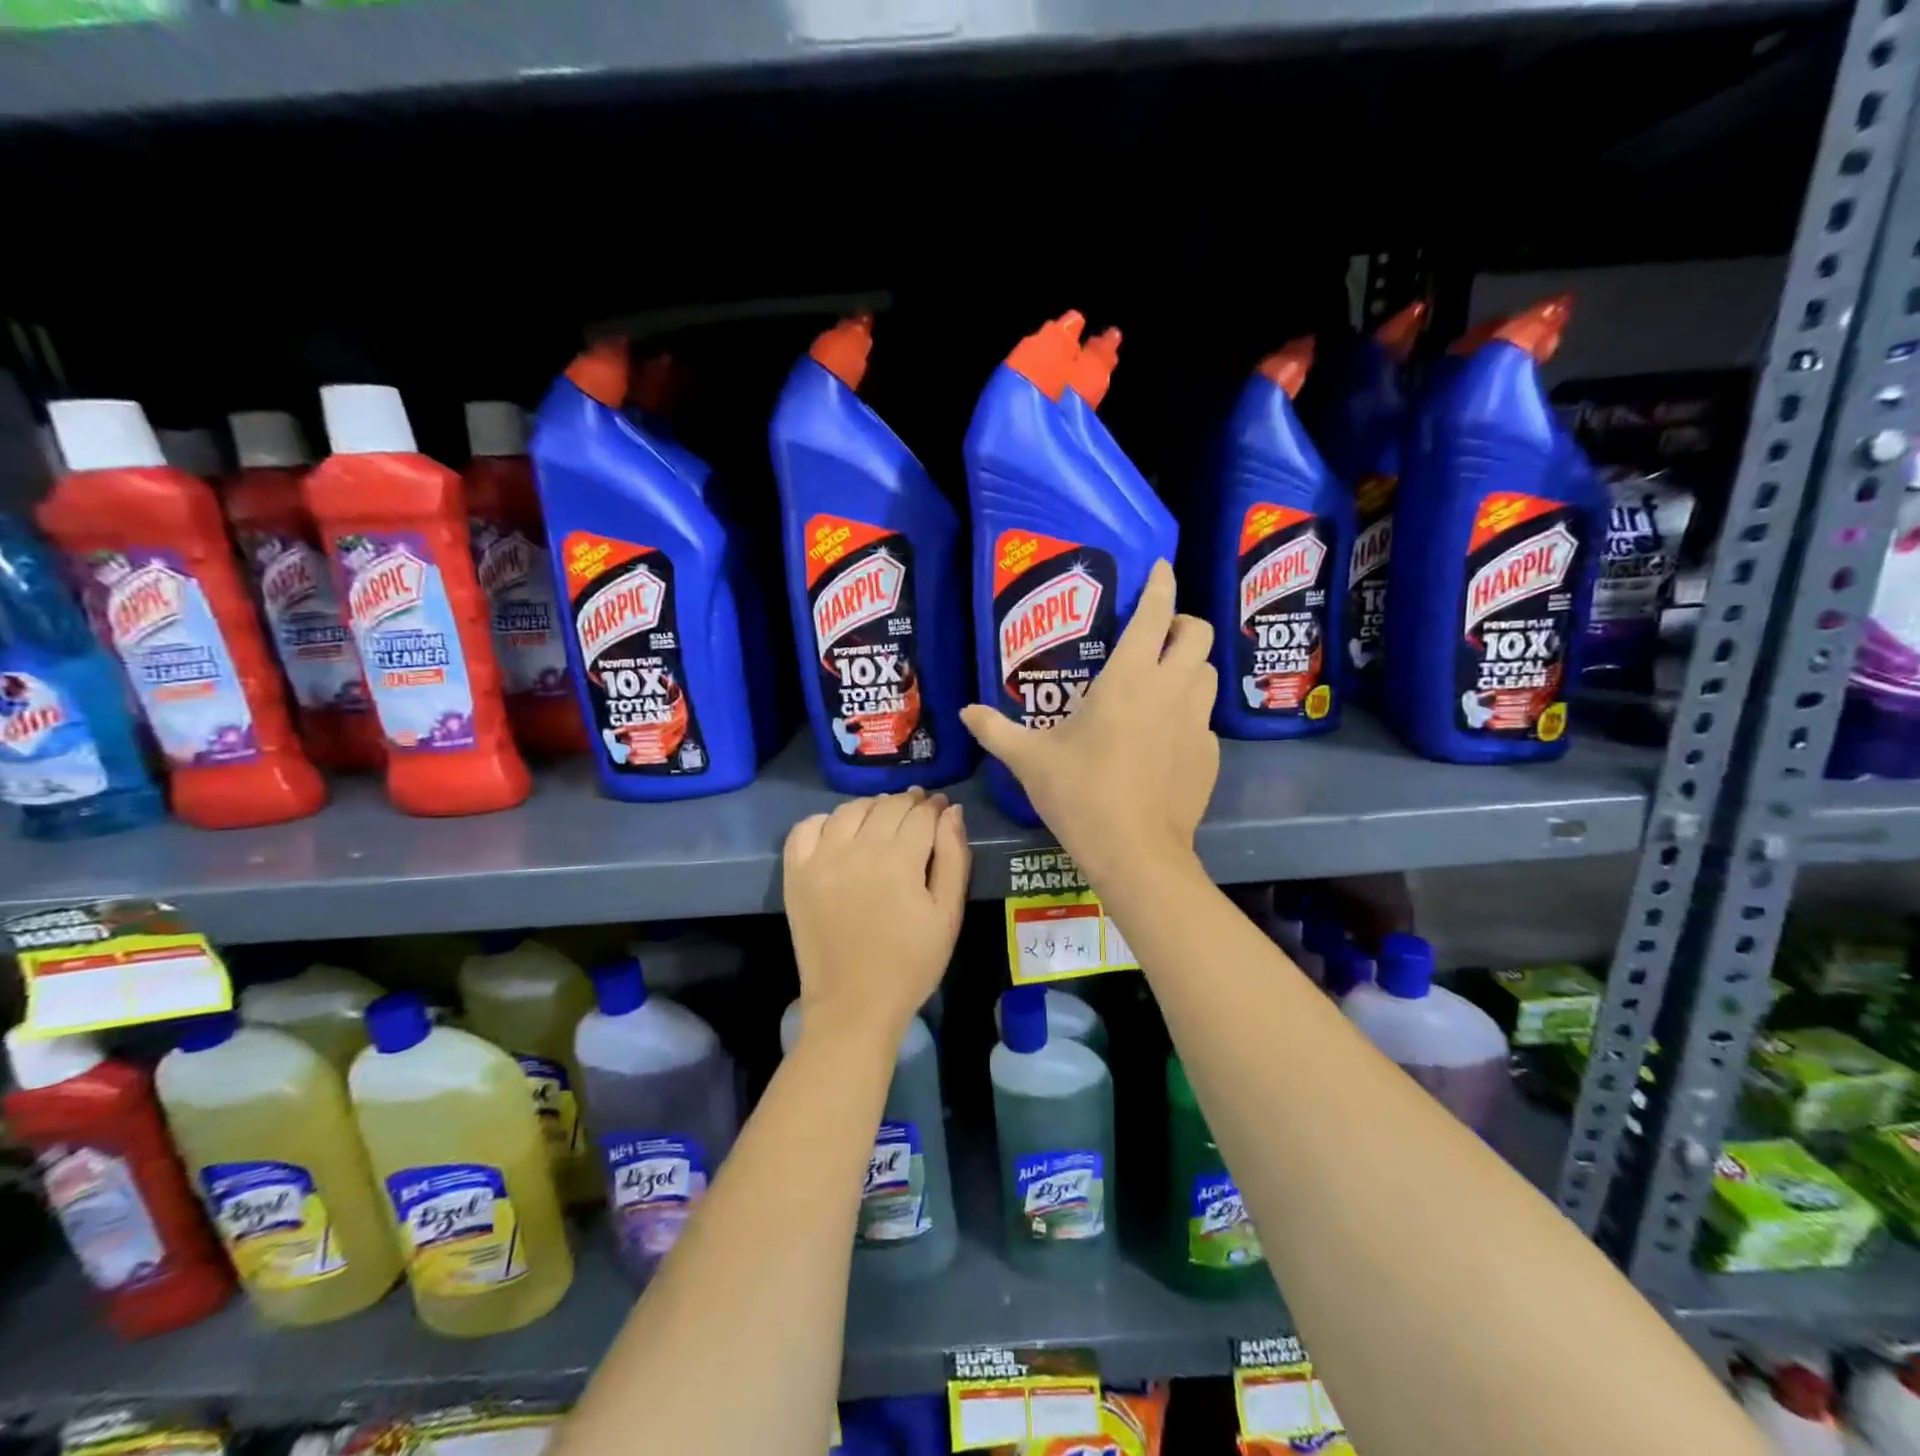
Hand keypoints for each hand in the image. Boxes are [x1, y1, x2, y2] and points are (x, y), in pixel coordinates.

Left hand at [782, 788, 970, 1045]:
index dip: (936, 807)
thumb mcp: (947, 914)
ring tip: (883, 821)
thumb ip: (954, 857)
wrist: (854, 1006)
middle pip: (887, 806)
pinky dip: (825, 821)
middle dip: (909, 803)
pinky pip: (806, 828)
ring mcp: (821, 859)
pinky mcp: (796, 874)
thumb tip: (952, 812)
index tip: (943, 808)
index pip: (921, 813)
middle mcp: (857, 849)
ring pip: (850, 810)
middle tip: (920, 813)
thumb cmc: (911, 964)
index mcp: (899, 860)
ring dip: (872, 807)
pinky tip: (840, 834)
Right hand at [960, 560, 1217, 885]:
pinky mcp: (1210, 754)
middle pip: (1197, 633)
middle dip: (1182, 624)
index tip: (1160, 568)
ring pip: (1207, 674)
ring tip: (1160, 684)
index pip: (1155, 614)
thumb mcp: (1030, 761)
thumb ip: (996, 730)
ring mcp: (1198, 723)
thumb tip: (965, 712)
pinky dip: (1188, 716)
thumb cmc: (1081, 795)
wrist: (1135, 853)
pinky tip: (1163, 742)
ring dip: (1188, 667)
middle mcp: (1171, 690)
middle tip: (1157, 636)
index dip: (1160, 584)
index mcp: (1129, 679)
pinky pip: (1204, 719)